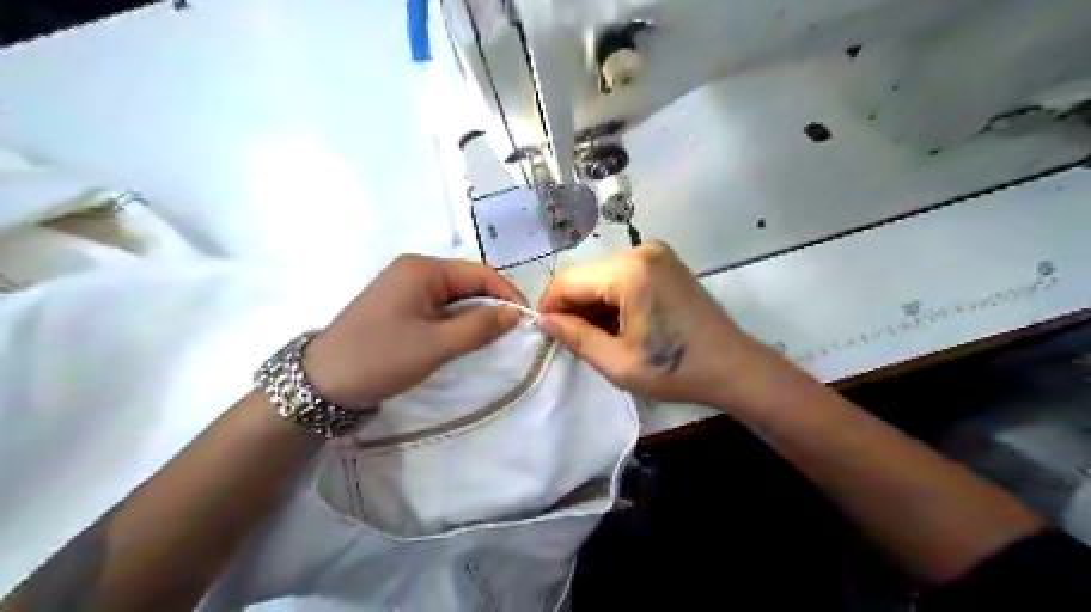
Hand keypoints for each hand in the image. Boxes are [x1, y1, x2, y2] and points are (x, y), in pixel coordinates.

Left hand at [301, 255, 524, 409]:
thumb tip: (516, 313)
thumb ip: (479, 327)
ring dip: (474, 314)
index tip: (527, 319)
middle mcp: (414, 269)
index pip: (480, 273)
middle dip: (491, 304)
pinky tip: (463, 337)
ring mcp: (404, 286)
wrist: (321, 383)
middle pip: (467, 282)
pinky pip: (438, 306)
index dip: (507, 294)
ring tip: (491, 338)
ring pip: (454, 296)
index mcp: (423, 269)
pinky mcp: (399, 305)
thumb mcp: (436, 345)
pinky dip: (455, 320)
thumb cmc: (381, 358)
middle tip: (511, 333)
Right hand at [538, 241, 784, 407]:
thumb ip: (575, 337)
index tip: (546, 332)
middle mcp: (641, 251)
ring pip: (601, 274)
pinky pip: (621, 275)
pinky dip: (610, 297)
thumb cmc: (676, 370)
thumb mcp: (618, 362)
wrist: (733, 367)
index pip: (568, 280)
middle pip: (585, 274)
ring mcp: (655, 253)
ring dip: (591, 303)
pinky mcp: (664, 262)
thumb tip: (544, 321)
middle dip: (572, 306)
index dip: (550, 306)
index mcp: (630, 272)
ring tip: (596, 335)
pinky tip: (616, 323)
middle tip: (572, 339)